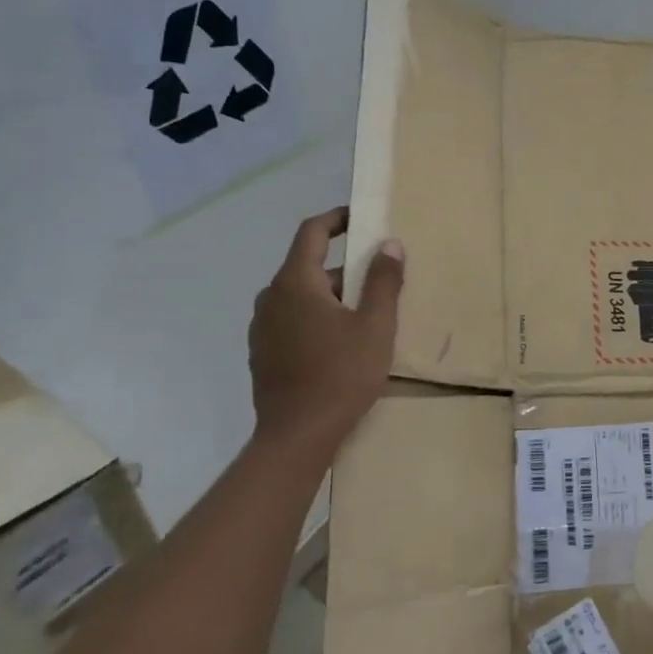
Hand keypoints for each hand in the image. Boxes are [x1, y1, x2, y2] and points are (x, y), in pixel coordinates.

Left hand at [248, 207, 403, 445]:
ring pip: (300, 296)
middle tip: (379, 280)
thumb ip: (384, 281)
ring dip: (331, 295)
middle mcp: (271, 297)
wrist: (297, 435)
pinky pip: (292, 320)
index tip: (360, 218)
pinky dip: (316, 318)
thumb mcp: (375, 326)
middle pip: (308, 267)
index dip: (336, 219)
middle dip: (344, 267)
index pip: (311, 233)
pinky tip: (340, 343)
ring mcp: (262, 327)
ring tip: (365, 315)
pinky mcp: (262, 353)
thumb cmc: (341, 374)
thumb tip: (390, 244)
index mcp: (295, 283)